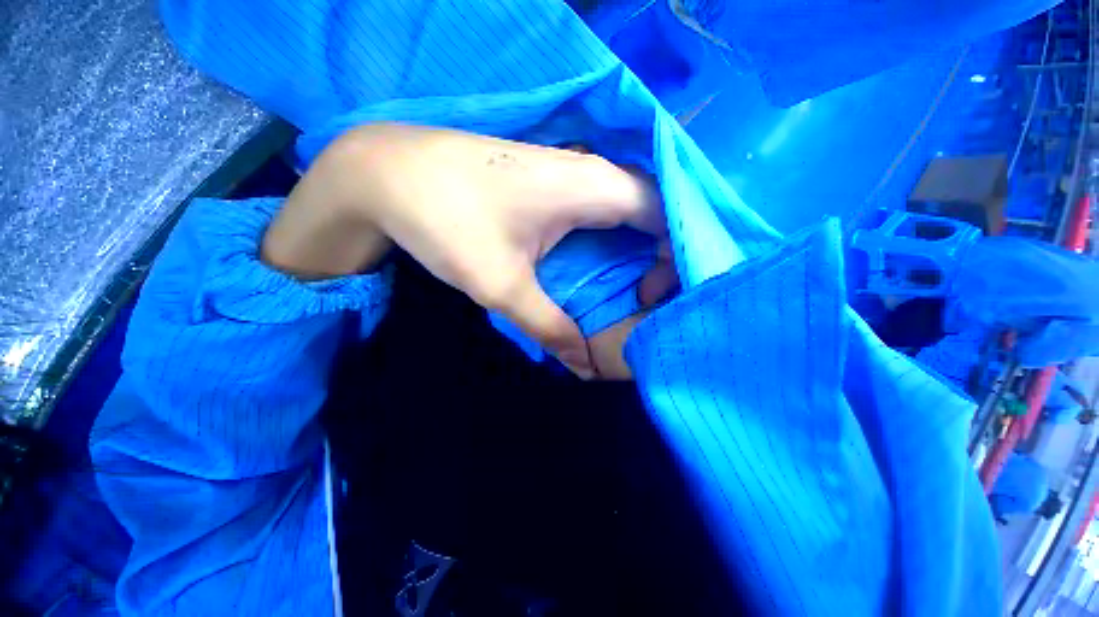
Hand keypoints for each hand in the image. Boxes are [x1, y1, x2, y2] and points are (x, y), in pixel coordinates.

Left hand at [262, 123, 666, 376]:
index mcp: (592, 188)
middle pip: (649, 211)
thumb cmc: (449, 222)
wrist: (389, 173)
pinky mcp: (547, 178)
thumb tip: (583, 366)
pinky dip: (607, 235)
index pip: (665, 215)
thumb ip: (549, 327)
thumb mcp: (502, 285)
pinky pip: (596, 205)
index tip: (656, 295)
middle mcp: (590, 171)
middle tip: (645, 297)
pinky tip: (594, 261)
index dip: (675, 254)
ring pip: (623, 207)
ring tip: (628, 286)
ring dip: (632, 246)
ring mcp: (567, 170)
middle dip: (658, 254)